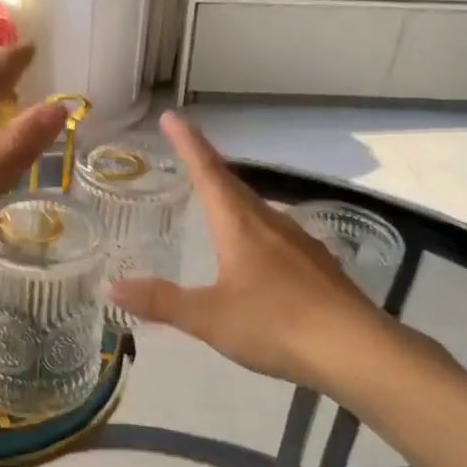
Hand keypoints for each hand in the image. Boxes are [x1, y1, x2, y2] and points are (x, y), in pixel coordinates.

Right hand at [109, 113, 401, 389]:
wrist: (355, 349)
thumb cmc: (275, 324)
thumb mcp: (209, 318)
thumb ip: (161, 301)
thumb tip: (111, 287)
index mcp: (240, 227)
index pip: (209, 173)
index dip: (188, 144)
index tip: (172, 116)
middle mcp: (271, 224)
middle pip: (234, 186)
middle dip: (208, 166)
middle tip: (186, 154)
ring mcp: (299, 243)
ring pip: (258, 209)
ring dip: (233, 197)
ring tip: (215, 201)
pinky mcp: (317, 265)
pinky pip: (276, 234)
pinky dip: (255, 229)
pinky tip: (256, 250)